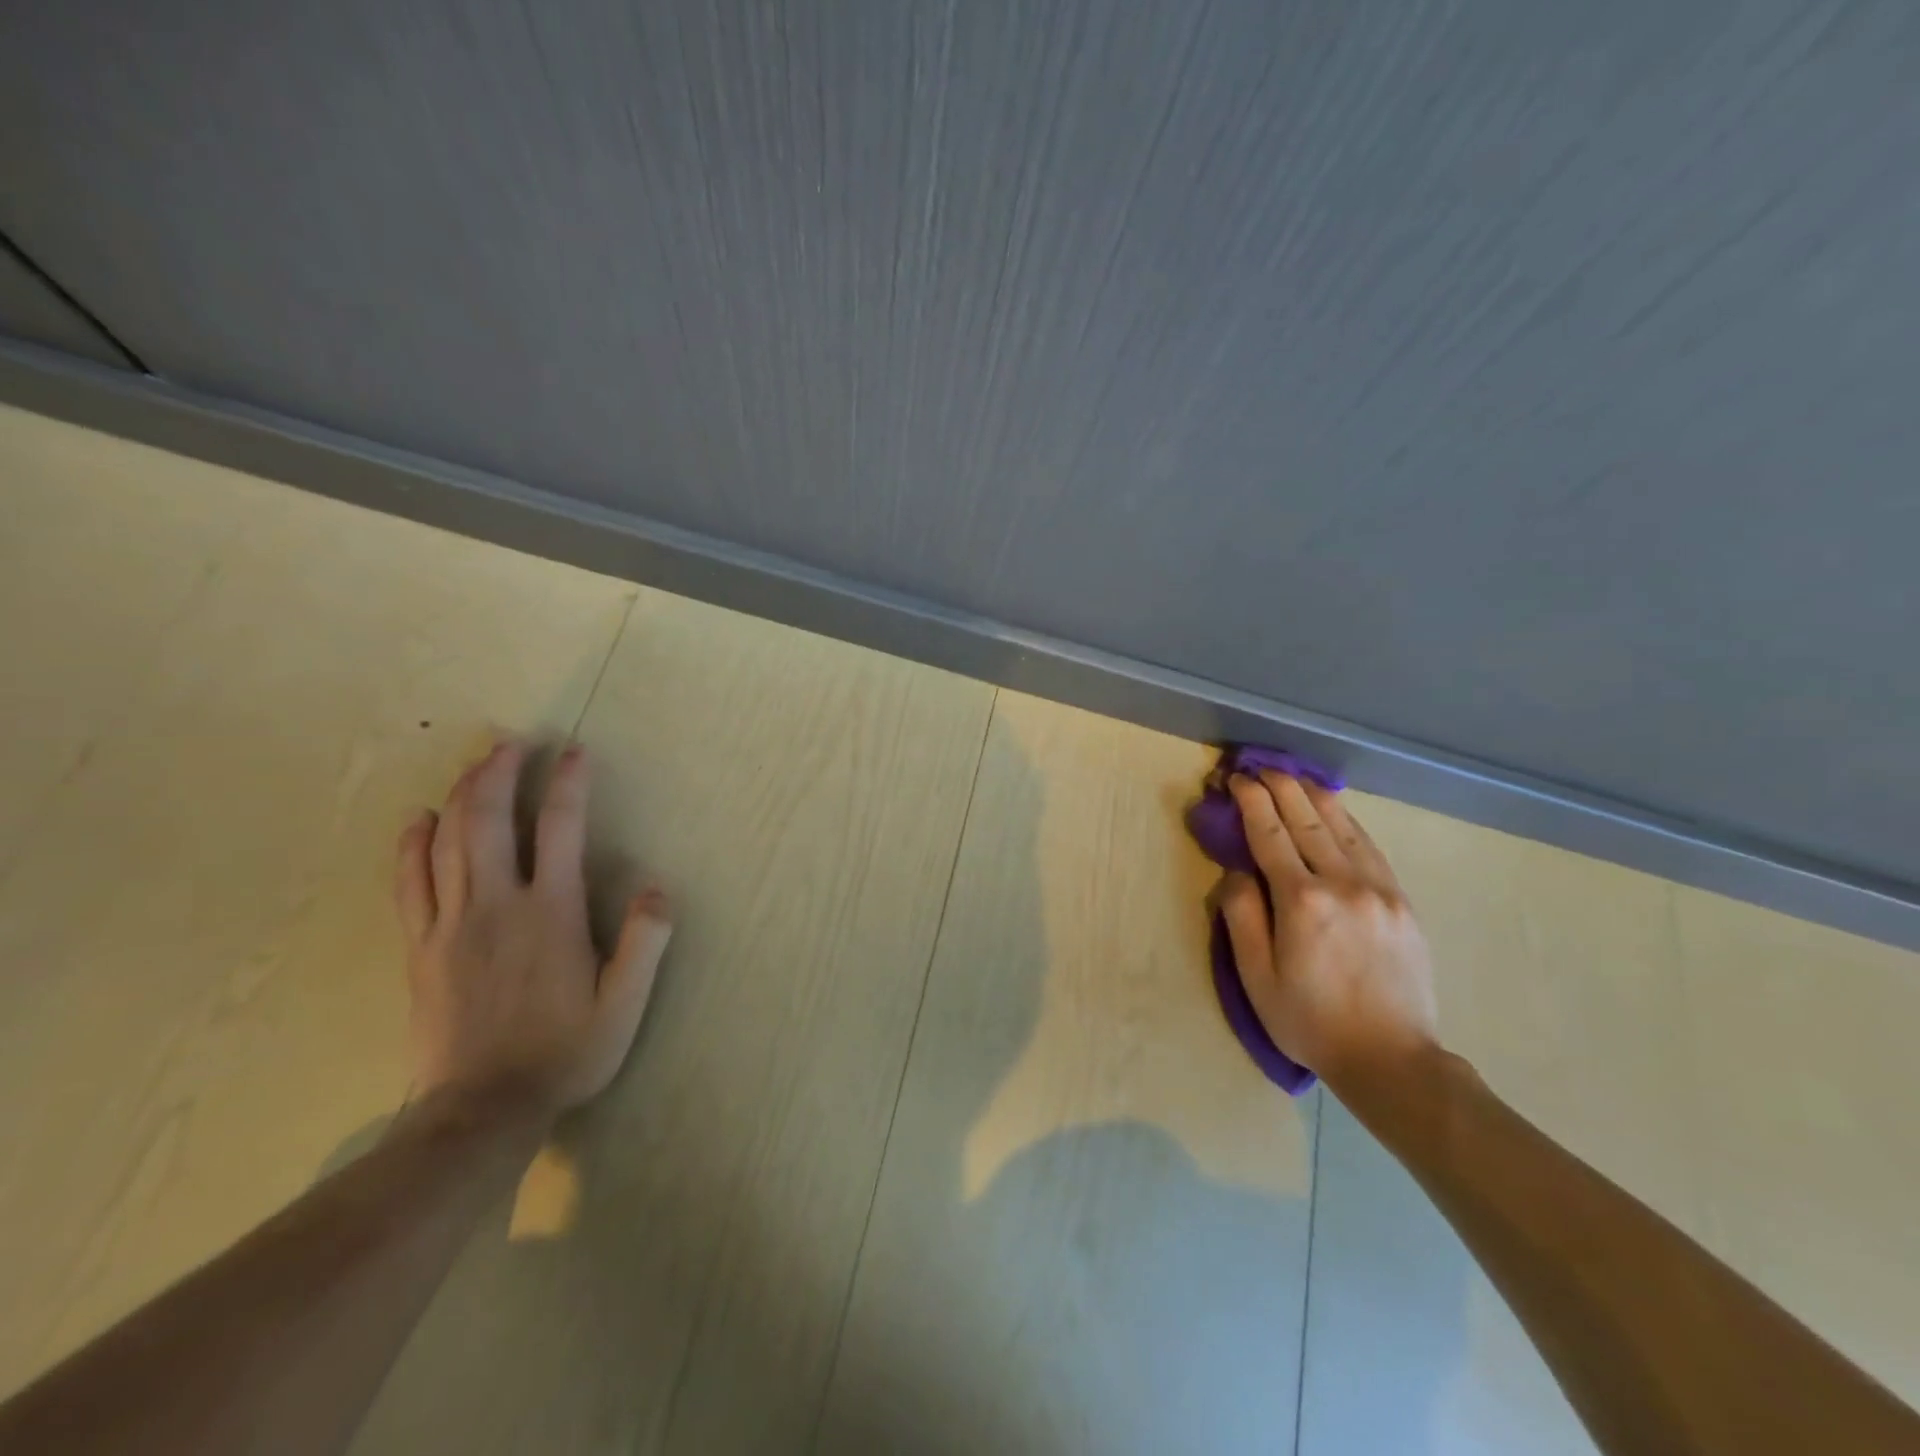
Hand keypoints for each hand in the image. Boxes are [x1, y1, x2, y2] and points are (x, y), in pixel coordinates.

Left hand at [395, 741, 671, 1115]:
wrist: (481, 1110)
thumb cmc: (564, 1053)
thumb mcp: (624, 1005)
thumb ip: (644, 943)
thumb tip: (658, 887)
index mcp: (550, 913)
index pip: (559, 829)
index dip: (568, 784)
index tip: (575, 753)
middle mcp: (497, 905)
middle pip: (488, 820)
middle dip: (499, 773)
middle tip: (511, 742)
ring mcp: (451, 924)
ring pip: (447, 842)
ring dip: (460, 794)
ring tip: (475, 763)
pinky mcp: (421, 947)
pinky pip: (410, 883)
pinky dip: (413, 845)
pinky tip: (419, 821)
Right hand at [1218, 772, 1437, 1087]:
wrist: (1391, 1058)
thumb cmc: (1309, 1021)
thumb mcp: (1256, 976)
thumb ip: (1241, 916)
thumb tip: (1237, 872)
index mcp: (1301, 902)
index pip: (1270, 835)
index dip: (1251, 802)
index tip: (1237, 778)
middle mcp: (1342, 884)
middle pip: (1306, 821)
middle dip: (1280, 787)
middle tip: (1260, 766)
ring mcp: (1379, 889)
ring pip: (1342, 826)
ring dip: (1313, 796)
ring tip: (1292, 775)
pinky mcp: (1401, 901)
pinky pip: (1370, 847)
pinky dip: (1347, 821)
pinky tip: (1334, 810)